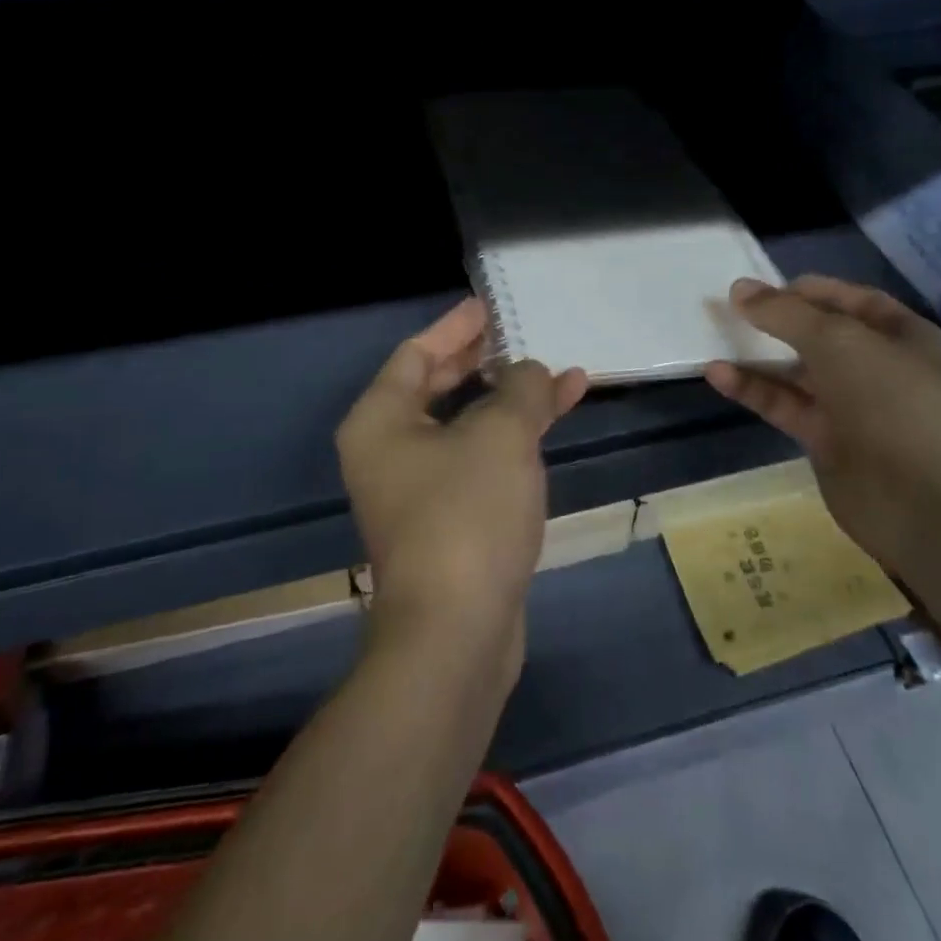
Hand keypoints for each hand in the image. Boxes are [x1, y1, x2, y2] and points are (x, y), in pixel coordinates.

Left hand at [336, 298, 587, 677]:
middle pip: (439, 387)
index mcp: (381, 421)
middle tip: (525, 336)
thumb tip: (531, 371)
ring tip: (559, 376)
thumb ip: (520, 388)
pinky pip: (480, 460)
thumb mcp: (501, 436)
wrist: (458, 634)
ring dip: (510, 401)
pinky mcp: (449, 521)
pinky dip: (513, 440)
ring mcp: (419, 490)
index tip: (490, 306)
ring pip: (466, 426)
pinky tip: (553, 426)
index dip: (456, 326)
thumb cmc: (467, 515)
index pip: (416, 354)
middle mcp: (390, 451)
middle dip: (487, 362)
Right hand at [704, 275, 940, 578]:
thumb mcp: (838, 341)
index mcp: (903, 336)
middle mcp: (879, 368)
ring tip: (714, 338)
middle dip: (779, 322)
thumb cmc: (893, 401)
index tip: (763, 286)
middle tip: (730, 310)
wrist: (925, 502)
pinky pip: (785, 406)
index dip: (811, 290)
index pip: (853, 301)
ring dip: (759, 357)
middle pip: (821, 336)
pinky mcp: (826, 441)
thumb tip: (739, 289)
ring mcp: (852, 407)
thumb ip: (786, 314)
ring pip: (798, 373)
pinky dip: (753, 390)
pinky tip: (718, 375)